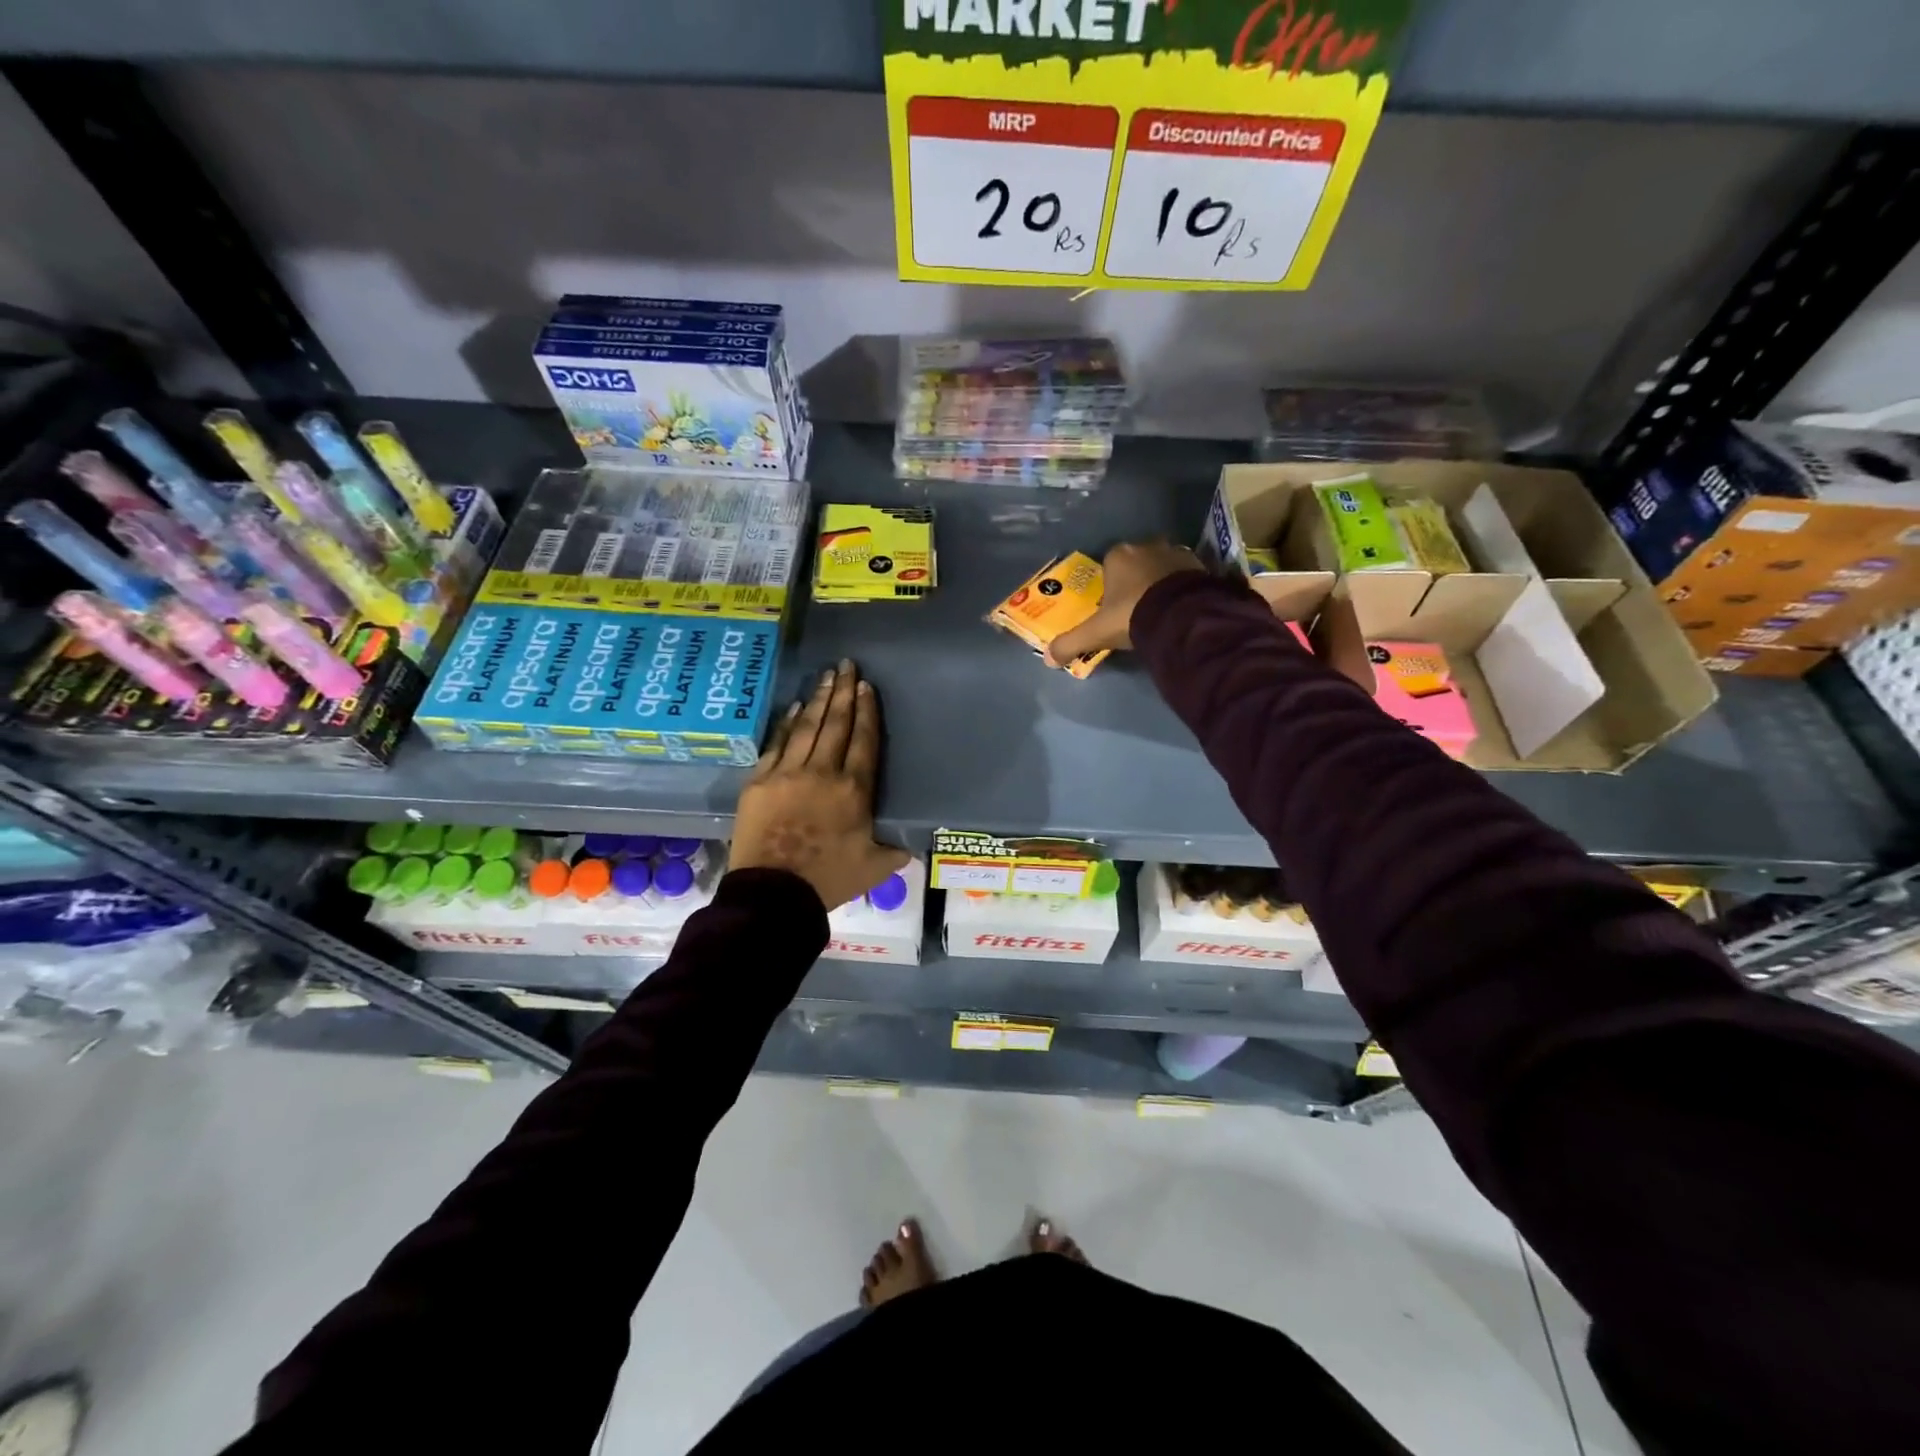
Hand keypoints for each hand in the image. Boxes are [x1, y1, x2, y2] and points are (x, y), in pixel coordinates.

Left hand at [731, 660, 910, 909]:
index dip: (867, 711)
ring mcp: (788, 773)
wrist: (773, 893)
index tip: (866, 687)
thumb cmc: (828, 880)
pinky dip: (788, 722)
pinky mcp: (760, 781)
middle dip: (844, 693)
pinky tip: (797, 706)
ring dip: (820, 699)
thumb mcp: (875, 867)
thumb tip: (910, 843)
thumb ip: (895, 850)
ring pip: (808, 727)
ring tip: (827, 676)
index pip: (864, 740)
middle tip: (847, 665)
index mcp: (854, 790)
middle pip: (837, 724)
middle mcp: (823, 772)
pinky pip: (777, 743)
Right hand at [1045, 540, 1205, 665]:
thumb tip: (1047, 659)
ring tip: (1159, 610)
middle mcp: (1146, 546)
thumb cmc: (1132, 615)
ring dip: (1160, 582)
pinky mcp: (1199, 565)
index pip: (1109, 564)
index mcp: (1118, 555)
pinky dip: (1181, 588)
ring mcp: (1176, 553)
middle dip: (1136, 581)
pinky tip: (1179, 608)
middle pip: (1137, 563)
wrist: (1181, 616)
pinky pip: (1184, 575)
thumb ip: (1071, 643)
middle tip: (1136, 608)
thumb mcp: (1097, 633)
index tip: (1112, 606)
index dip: (1110, 584)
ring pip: (1161, 567)